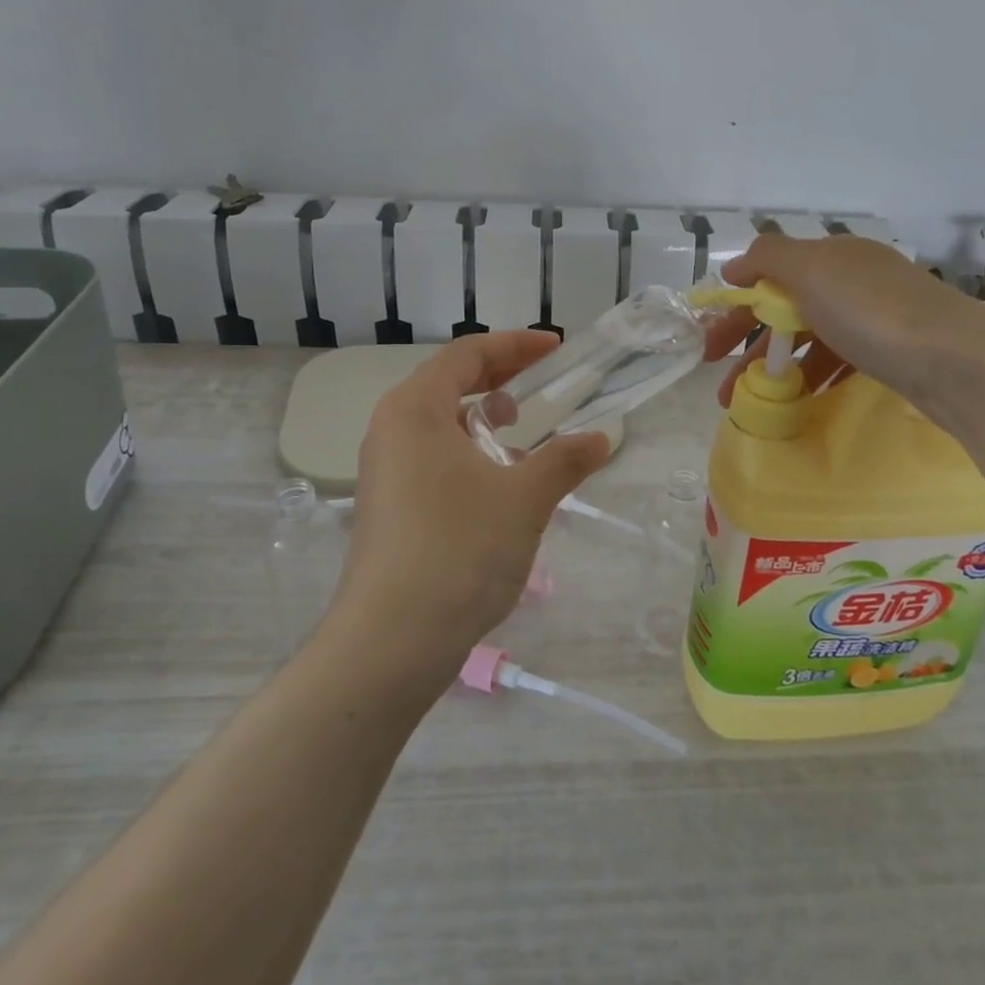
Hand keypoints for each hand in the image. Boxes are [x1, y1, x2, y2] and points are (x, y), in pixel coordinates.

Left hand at [333, 332, 610, 672]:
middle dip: (502, 376)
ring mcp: (383, 471)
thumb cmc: (460, 549)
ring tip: (522, 431)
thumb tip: (600, 439)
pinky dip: (469, 452)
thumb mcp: (525, 498)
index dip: (516, 345)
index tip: (556, 348)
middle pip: (450, 383)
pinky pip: (432, 457)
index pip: (467, 354)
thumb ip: (566, 460)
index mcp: (414, 408)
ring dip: (484, 417)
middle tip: (547, 380)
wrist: (393, 640)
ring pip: (439, 423)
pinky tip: (497, 481)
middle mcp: (391, 430)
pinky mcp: (388, 507)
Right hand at [701, 234, 984, 435]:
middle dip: (749, 345)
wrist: (955, 359)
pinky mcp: (892, 351)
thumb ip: (767, 259)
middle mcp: (853, 279)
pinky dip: (813, 376)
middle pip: (786, 309)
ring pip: (810, 339)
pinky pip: (838, 359)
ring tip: (752, 401)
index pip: (769, 276)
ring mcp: (875, 316)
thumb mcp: (811, 269)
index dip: (734, 309)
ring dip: (776, 368)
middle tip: (723, 384)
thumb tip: (735, 265)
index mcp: (833, 256)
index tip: (711, 349)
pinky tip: (800, 398)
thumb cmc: (871, 310)